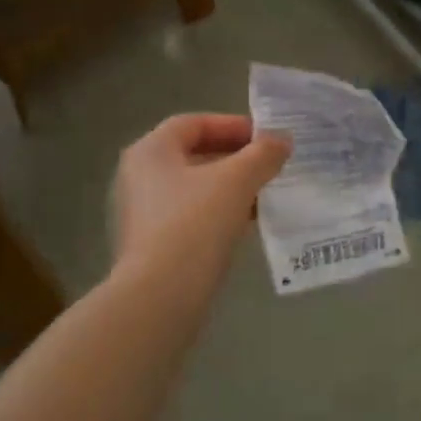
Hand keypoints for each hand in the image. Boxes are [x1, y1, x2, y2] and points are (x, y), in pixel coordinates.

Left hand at [111, 114, 290, 287]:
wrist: (160, 298)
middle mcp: (139, 177)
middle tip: (269, 164)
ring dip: (231, 187)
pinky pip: (191, 216)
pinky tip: (246, 224)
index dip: (232, 125)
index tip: (265, 138)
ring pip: (195, 188)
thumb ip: (263, 154)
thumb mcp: (238, 180)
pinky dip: (219, 213)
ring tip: (265, 194)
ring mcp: (142, 213)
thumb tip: (282, 140)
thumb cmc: (195, 223)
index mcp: (150, 151)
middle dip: (235, 157)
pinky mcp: (151, 245)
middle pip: (194, 154)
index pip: (194, 123)